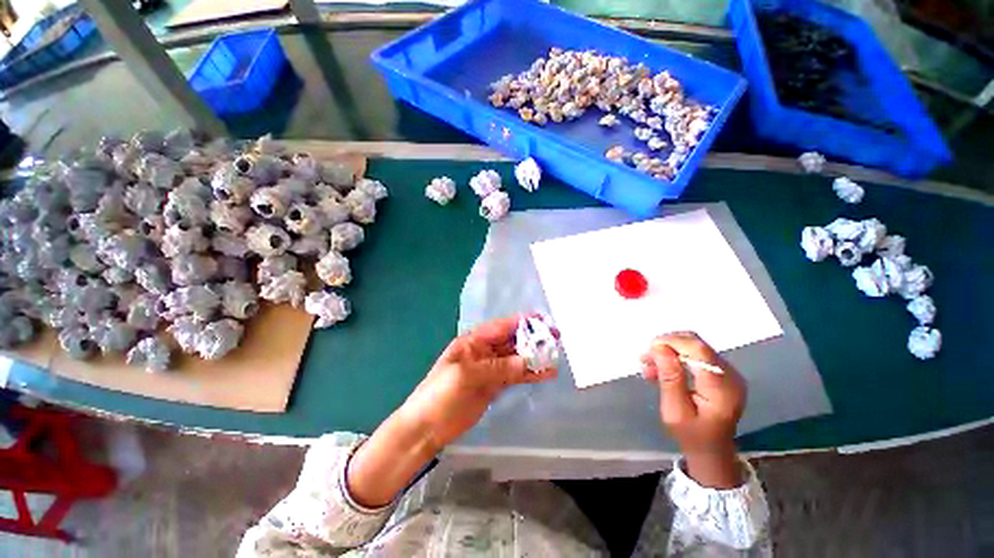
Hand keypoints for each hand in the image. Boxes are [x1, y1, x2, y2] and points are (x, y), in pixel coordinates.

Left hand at [401, 315, 557, 449]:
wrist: (426, 428)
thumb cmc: (440, 394)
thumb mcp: (466, 375)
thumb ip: (498, 367)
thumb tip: (528, 361)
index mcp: (473, 341)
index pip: (502, 326)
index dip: (522, 322)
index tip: (544, 320)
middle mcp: (484, 351)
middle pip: (512, 341)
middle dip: (532, 339)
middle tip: (556, 339)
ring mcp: (490, 369)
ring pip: (516, 358)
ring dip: (534, 357)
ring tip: (555, 356)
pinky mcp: (495, 385)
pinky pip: (515, 375)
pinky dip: (529, 374)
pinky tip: (545, 374)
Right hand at [641, 331, 745, 487]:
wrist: (712, 452)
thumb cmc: (691, 435)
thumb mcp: (675, 411)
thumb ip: (670, 378)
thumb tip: (659, 348)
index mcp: (721, 388)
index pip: (698, 350)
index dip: (672, 342)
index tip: (650, 348)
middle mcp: (730, 375)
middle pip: (697, 344)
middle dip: (668, 345)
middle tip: (646, 358)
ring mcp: (729, 373)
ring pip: (694, 347)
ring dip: (669, 352)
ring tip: (649, 365)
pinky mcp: (722, 373)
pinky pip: (697, 355)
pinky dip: (676, 358)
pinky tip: (662, 369)